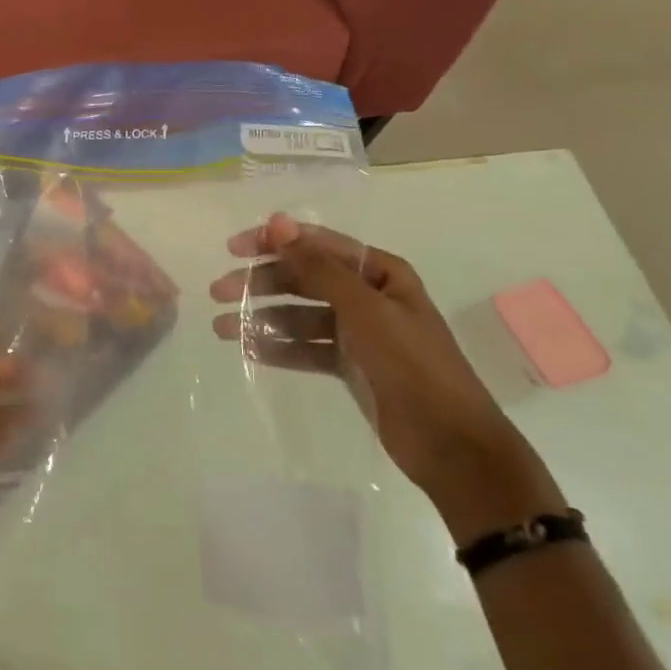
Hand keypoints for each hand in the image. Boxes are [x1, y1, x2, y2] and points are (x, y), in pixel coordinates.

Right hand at [210, 213, 562, 536]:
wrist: (453, 447)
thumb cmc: (413, 366)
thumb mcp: (365, 309)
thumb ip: (318, 266)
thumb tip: (278, 222)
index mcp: (380, 273)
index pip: (317, 244)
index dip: (273, 242)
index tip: (232, 248)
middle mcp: (368, 296)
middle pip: (303, 278)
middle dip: (260, 282)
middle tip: (218, 292)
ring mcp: (358, 333)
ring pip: (299, 315)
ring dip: (261, 317)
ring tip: (222, 328)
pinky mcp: (349, 366)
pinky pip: (305, 348)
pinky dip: (278, 347)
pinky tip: (248, 350)